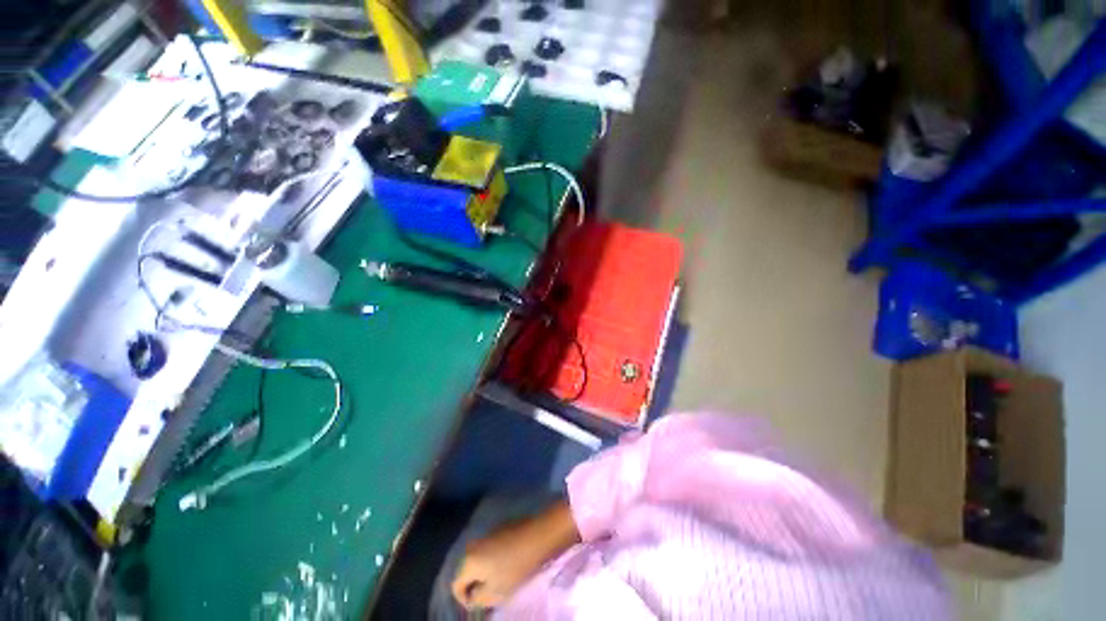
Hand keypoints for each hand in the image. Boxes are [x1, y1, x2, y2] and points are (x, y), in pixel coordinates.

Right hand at [451, 501, 579, 609]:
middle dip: (476, 582)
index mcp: (468, 561)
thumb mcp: (496, 592)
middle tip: (490, 592)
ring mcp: (486, 533)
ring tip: (500, 577)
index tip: (478, 604)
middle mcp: (473, 544)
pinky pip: (489, 546)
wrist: (538, 535)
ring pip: (479, 557)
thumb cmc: (516, 567)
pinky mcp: (499, 526)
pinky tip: (508, 560)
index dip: (464, 599)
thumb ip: (479, 598)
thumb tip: (473, 596)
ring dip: (486, 568)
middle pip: (467, 569)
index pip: (456, 585)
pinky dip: (494, 555)